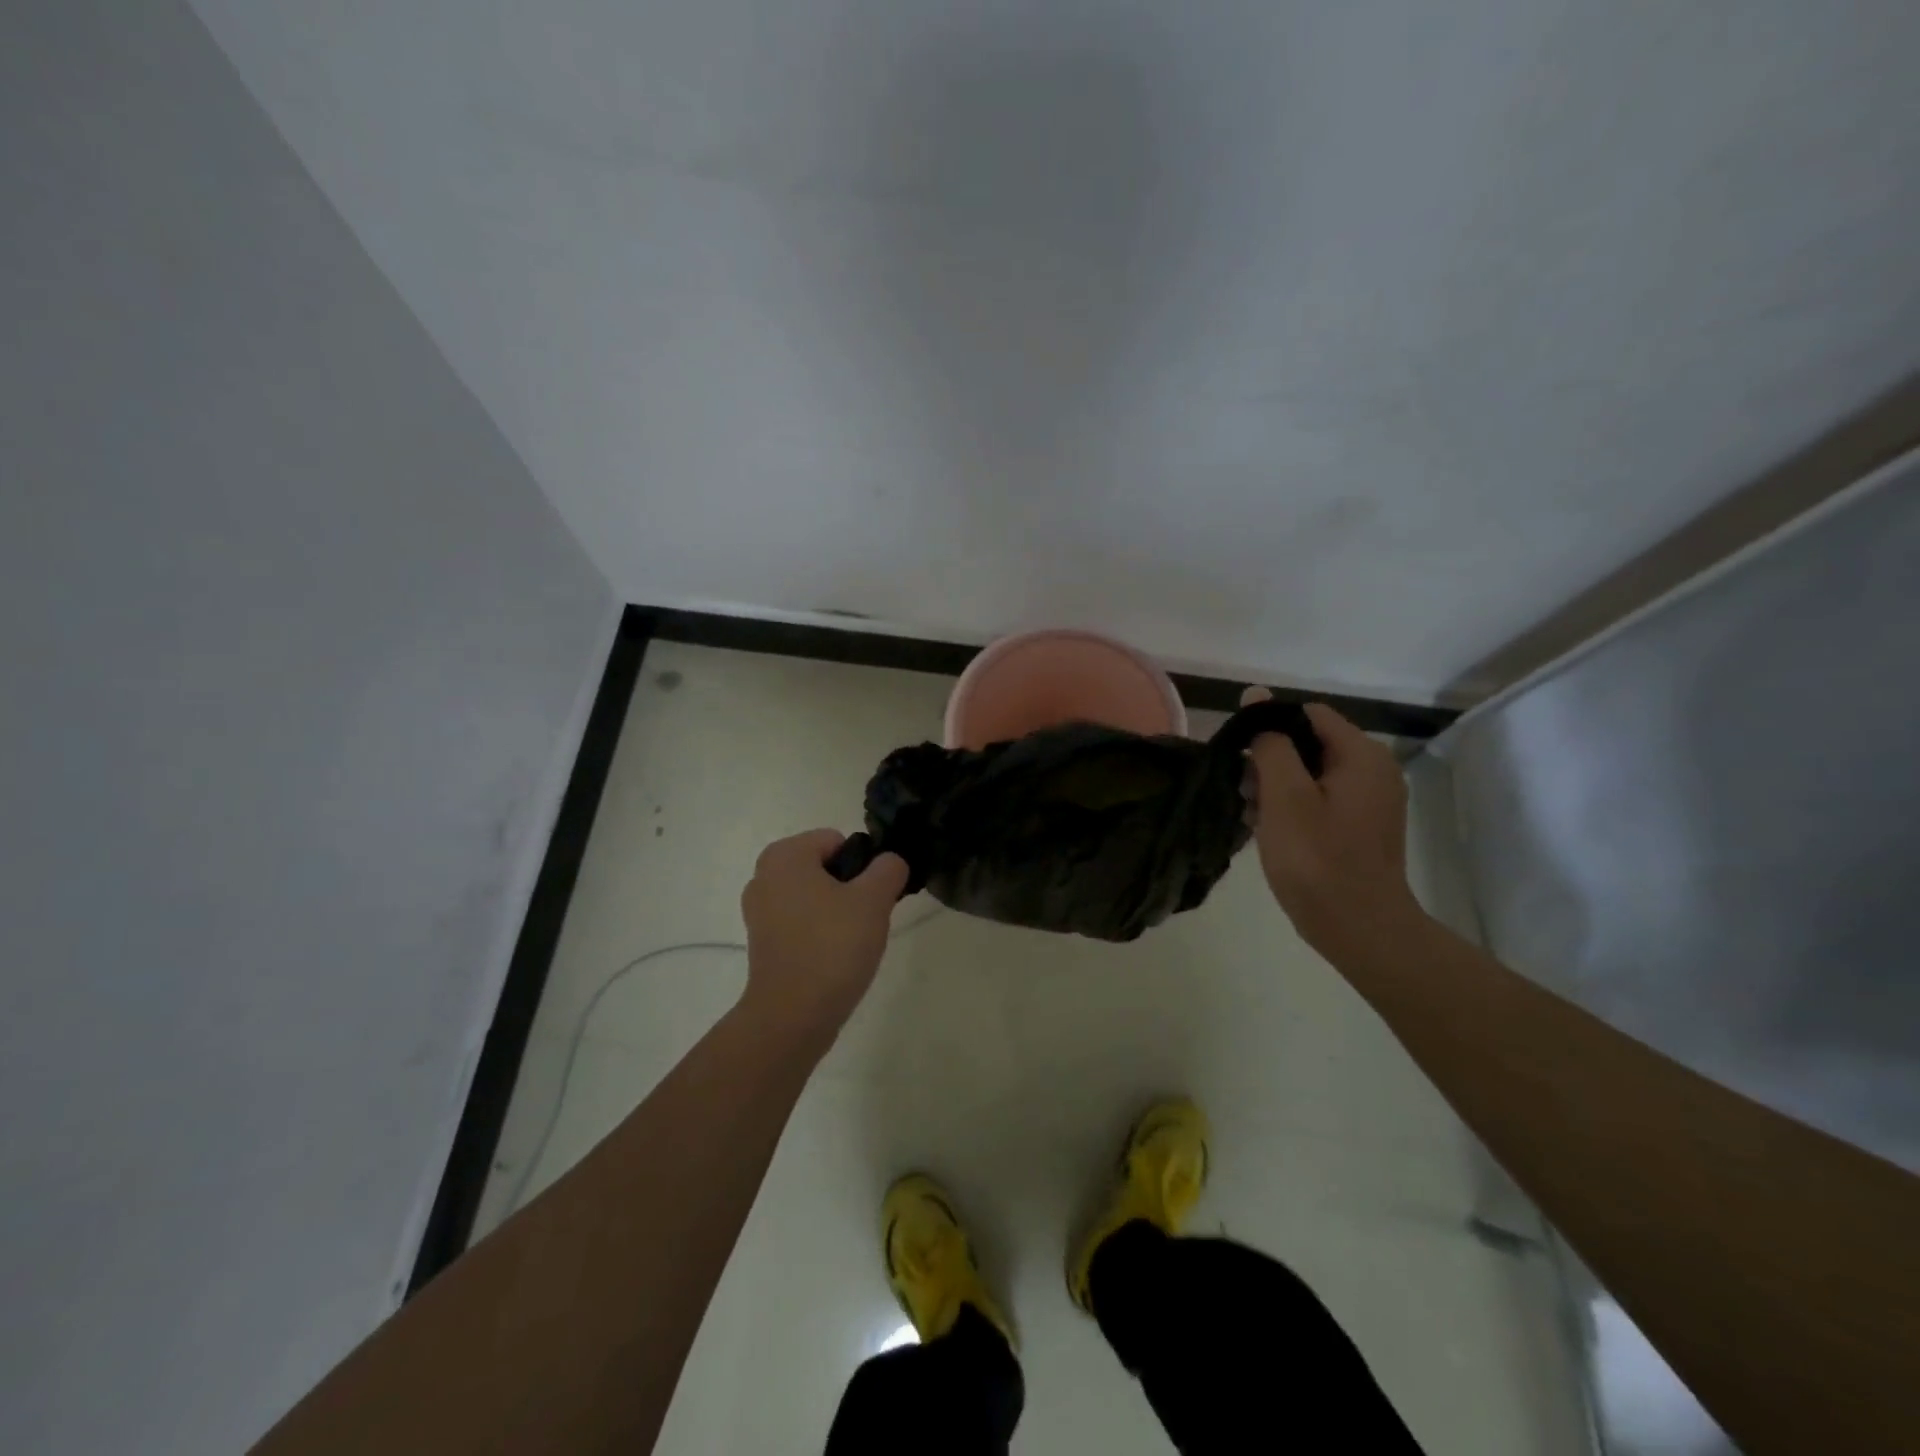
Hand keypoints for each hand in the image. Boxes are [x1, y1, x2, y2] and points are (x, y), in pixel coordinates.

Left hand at [738, 829, 909, 1043]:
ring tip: (852, 941)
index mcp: (785, 855)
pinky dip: (820, 933)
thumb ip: (888, 869)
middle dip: (850, 889)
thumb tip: (890, 862)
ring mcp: (759, 911)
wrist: (793, 1016)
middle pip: (826, 868)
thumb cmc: (832, 946)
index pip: (838, 841)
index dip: (863, 866)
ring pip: (815, 896)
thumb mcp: (874, 900)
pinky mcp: (763, 942)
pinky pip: (802, 923)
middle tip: (865, 920)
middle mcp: (764, 876)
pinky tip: (834, 957)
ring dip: (837, 912)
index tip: (872, 897)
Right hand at [1240, 688, 1422, 956]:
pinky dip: (1293, 807)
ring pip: (1311, 773)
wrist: (1358, 928)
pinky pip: (1320, 799)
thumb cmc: (1317, 859)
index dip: (1268, 727)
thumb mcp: (1284, 796)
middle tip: (1243, 792)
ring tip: (1252, 815)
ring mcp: (1370, 801)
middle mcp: (1374, 771)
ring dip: (1277, 787)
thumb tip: (1257, 696)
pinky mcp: (1361, 827)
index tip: (1240, 757)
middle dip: (1270, 761)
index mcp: (1362, 755)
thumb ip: (1270, 743)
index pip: (1307, 714)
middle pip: (1309, 743)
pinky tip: (1269, 830)